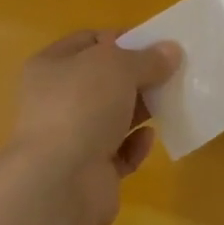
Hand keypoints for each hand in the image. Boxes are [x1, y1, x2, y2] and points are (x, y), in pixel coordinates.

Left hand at [6, 30, 181, 224]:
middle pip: (104, 80)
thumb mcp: (120, 66)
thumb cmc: (82, 106)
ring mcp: (70, 139)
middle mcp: (56, 100)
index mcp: (52, 66)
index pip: (90, 41)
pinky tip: (148, 138)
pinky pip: (119, 152)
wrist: (59, 185)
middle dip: (137, 76)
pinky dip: (135, 145)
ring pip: (113, 116)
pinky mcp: (88, 173)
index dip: (121, 39)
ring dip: (141, 109)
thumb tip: (172, 51)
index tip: (154, 44)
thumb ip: (148, 58)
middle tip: (170, 72)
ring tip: (170, 101)